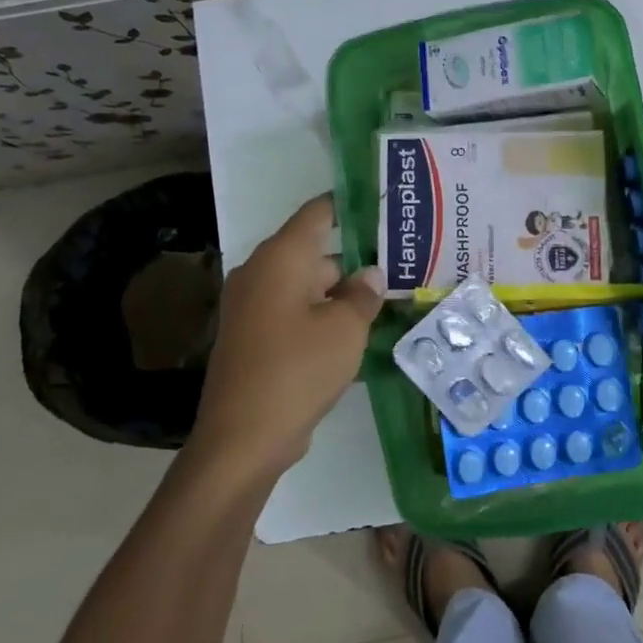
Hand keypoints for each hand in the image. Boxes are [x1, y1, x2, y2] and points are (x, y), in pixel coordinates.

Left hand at [190, 194, 384, 481]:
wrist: (243, 437)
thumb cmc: (298, 369)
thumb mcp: (345, 329)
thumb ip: (362, 295)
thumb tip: (369, 275)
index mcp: (280, 258)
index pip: (317, 213)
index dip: (349, 205)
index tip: (382, 205)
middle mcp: (261, 273)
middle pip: (314, 252)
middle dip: (354, 258)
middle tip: (399, 263)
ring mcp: (253, 307)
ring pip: (306, 286)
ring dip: (340, 292)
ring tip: (386, 297)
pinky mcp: (253, 337)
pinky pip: (294, 313)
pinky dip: (322, 316)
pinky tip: (356, 331)